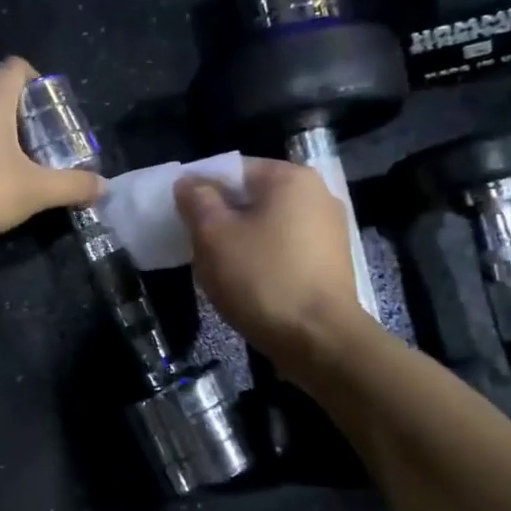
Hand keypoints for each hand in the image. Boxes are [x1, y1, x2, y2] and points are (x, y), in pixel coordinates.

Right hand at [174, 157, 360, 367]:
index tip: (179, 217)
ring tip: (218, 269)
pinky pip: (284, 250)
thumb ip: (197, 201)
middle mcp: (317, 195)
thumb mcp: (214, 236)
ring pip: (267, 226)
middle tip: (195, 246)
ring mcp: (329, 231)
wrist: (320, 340)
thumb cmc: (262, 279)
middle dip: (221, 218)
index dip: (199, 190)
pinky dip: (262, 260)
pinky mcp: (331, 263)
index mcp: (290, 178)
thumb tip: (189, 183)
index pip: (232, 170)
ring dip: (240, 242)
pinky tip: (247, 285)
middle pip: (252, 197)